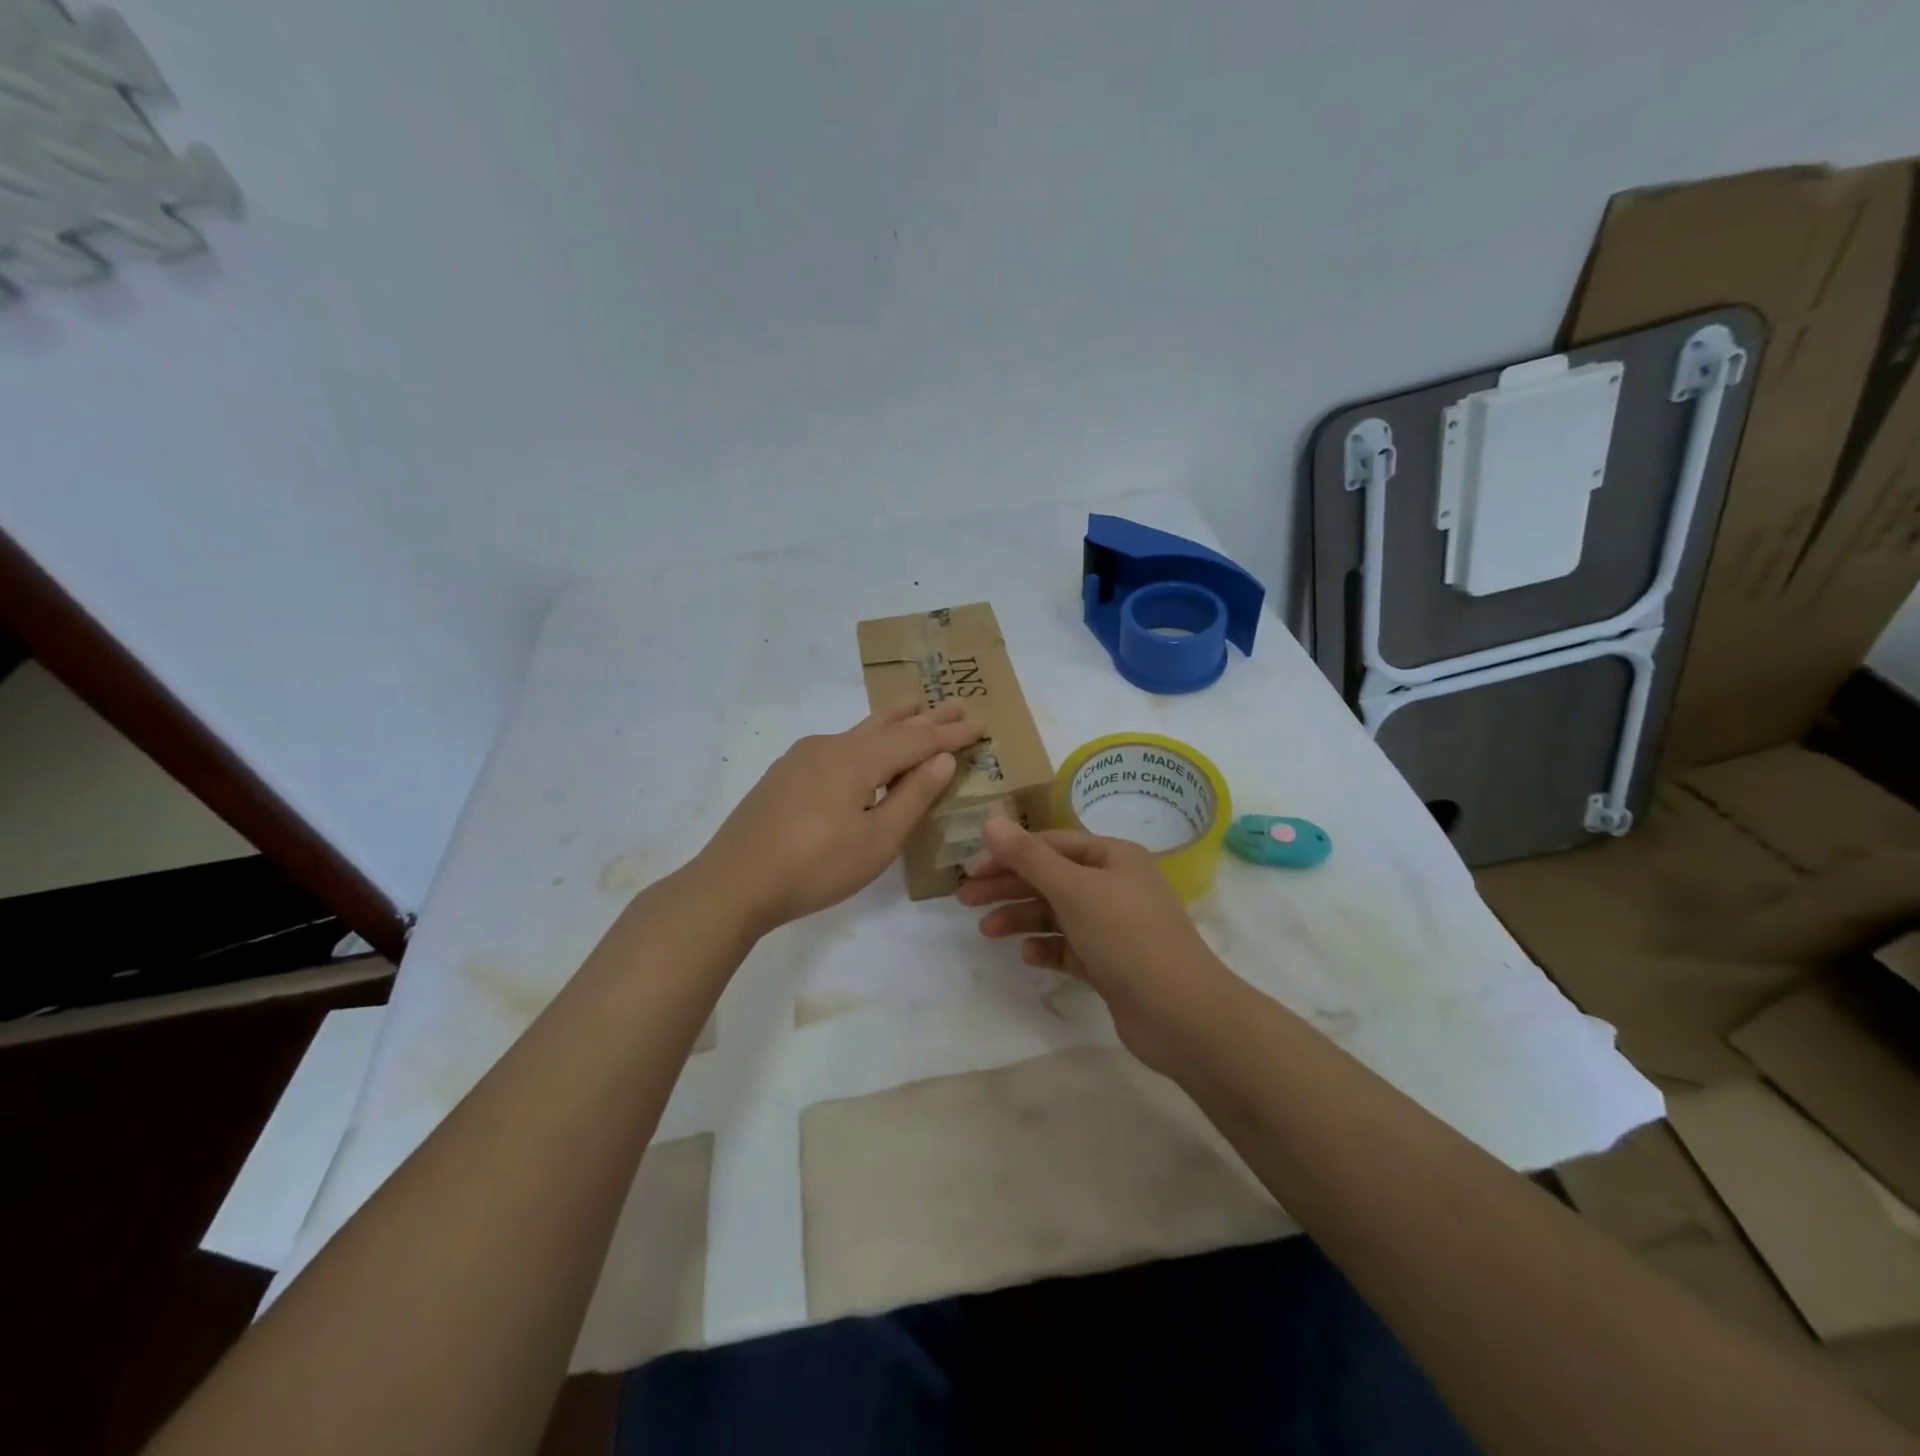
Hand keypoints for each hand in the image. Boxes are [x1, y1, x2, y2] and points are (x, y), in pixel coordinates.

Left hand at [694, 703, 981, 933]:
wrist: (734, 882)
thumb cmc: (816, 866)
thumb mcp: (877, 840)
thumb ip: (912, 796)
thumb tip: (942, 758)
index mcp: (858, 759)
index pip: (916, 740)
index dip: (949, 734)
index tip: (979, 724)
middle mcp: (832, 746)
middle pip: (888, 725)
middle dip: (925, 717)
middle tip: (955, 703)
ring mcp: (804, 757)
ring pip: (859, 731)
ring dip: (893, 722)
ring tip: (914, 708)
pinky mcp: (786, 774)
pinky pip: (839, 745)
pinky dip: (866, 741)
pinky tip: (864, 750)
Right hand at [958, 818, 1236, 1070]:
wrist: (1180, 1013)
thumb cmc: (1126, 937)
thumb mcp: (1073, 889)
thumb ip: (1029, 857)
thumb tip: (990, 820)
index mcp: (1113, 857)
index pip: (1052, 844)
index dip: (1010, 854)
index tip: (972, 870)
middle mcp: (1116, 886)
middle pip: (1051, 878)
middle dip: (1009, 887)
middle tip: (965, 899)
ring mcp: (1115, 927)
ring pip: (1057, 914)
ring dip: (1022, 918)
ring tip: (988, 931)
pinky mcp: (1112, 964)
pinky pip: (1070, 947)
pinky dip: (1048, 948)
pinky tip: (1028, 955)